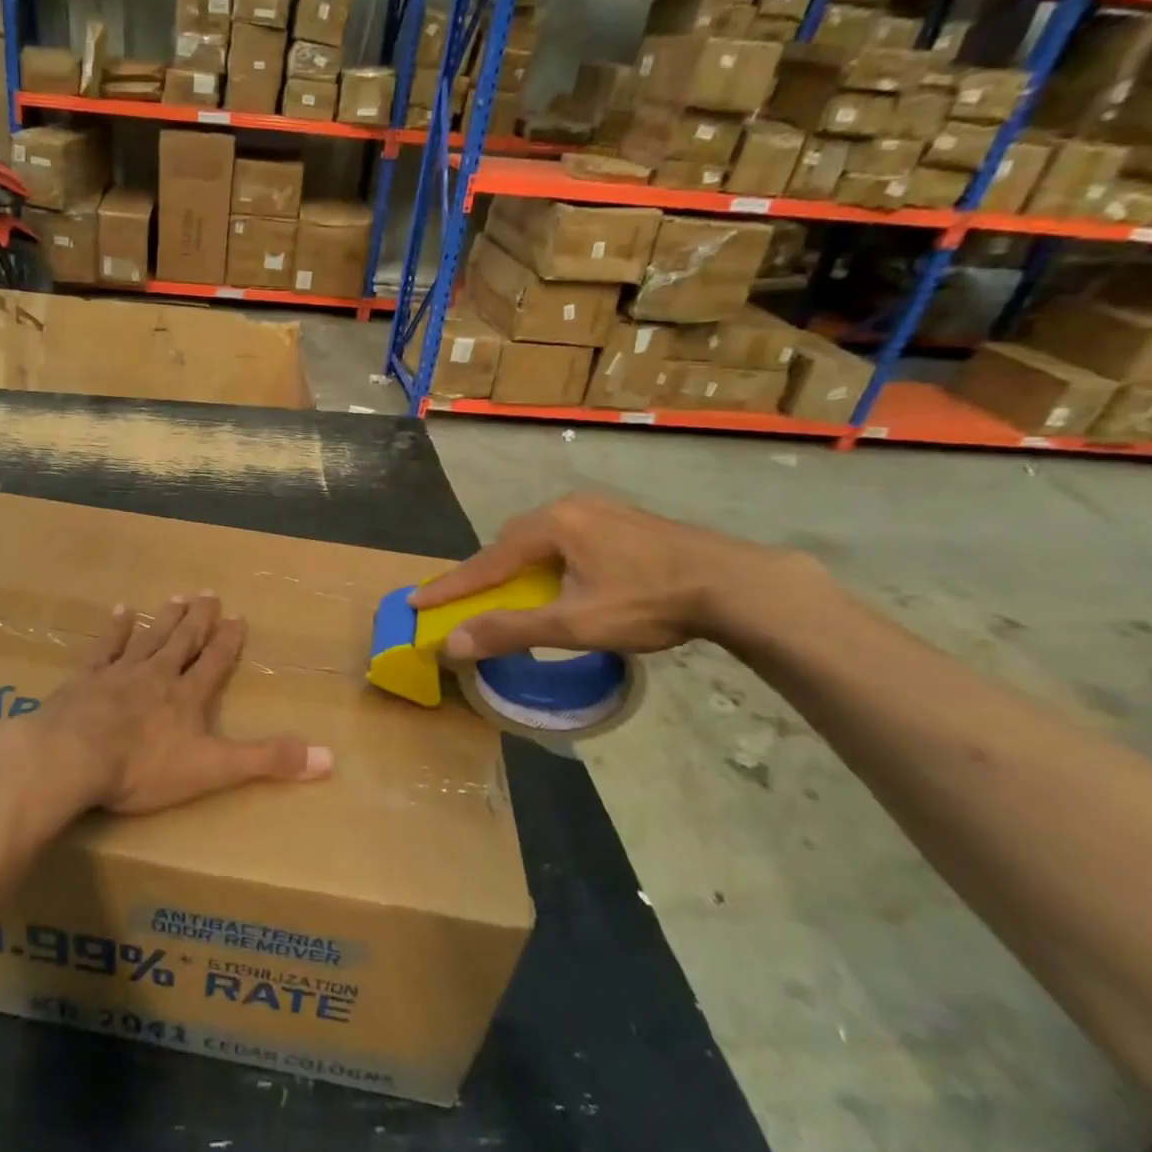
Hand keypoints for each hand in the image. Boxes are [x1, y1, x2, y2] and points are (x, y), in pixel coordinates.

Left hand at [21, 593, 331, 814]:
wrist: (73, 757)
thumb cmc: (143, 767)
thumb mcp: (213, 769)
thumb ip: (267, 761)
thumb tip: (329, 759)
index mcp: (187, 697)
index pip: (215, 663)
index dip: (228, 642)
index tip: (238, 617)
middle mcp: (157, 675)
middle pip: (183, 642)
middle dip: (199, 620)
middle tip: (209, 593)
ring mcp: (119, 673)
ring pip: (148, 638)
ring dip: (165, 619)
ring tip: (177, 597)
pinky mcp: (85, 679)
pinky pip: (104, 647)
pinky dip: (114, 629)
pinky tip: (120, 611)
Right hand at [409, 492, 815, 659]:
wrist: (736, 583)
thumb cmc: (648, 602)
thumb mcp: (574, 623)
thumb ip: (510, 631)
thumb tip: (451, 644)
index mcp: (551, 525)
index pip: (486, 561)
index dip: (450, 586)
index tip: (416, 602)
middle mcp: (570, 507)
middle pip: (510, 543)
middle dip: (485, 573)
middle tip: (466, 599)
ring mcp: (601, 509)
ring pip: (541, 539)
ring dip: (519, 566)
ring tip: (513, 591)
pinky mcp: (626, 520)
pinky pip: (568, 538)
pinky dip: (549, 561)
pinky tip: (563, 578)